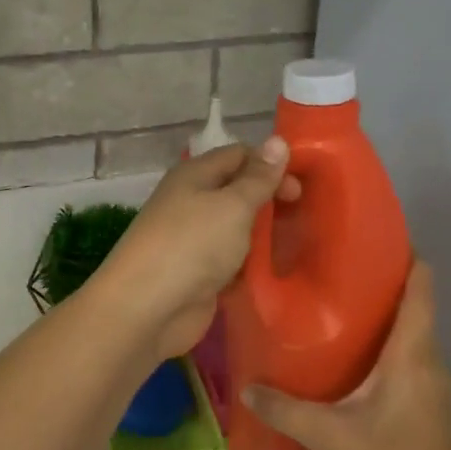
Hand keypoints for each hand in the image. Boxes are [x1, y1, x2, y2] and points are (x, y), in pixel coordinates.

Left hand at [86, 139, 297, 360]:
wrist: (147, 308)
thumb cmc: (192, 245)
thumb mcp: (232, 205)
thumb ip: (258, 177)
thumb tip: (278, 141)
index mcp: (195, 176)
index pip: (240, 155)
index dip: (271, 165)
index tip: (302, 187)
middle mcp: (192, 203)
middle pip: (239, 192)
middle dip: (271, 201)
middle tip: (304, 218)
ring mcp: (194, 241)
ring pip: (237, 230)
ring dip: (264, 236)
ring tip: (300, 245)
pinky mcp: (199, 275)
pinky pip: (232, 262)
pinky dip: (251, 266)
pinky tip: (277, 272)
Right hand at [243, 263, 450, 449]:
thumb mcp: (331, 436)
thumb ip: (286, 410)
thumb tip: (246, 389)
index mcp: (412, 355)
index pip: (421, 288)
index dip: (407, 257)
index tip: (374, 236)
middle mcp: (431, 361)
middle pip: (415, 306)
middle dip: (382, 285)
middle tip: (335, 272)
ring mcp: (436, 385)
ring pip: (412, 335)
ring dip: (384, 318)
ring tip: (338, 309)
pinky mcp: (432, 405)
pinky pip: (411, 359)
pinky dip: (388, 346)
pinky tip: (354, 359)